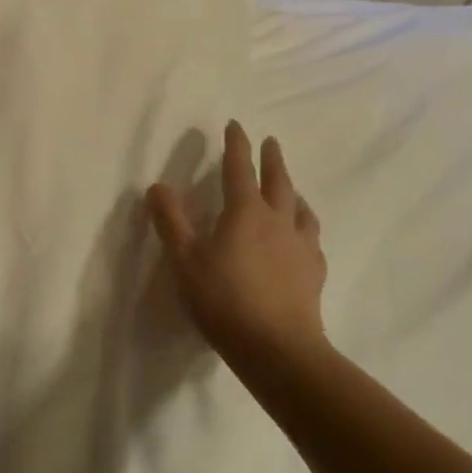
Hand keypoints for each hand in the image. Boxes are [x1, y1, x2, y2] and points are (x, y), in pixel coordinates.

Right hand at [147, 121, 328, 371]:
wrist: (277, 347)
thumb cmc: (224, 299)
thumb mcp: (184, 260)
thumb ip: (170, 221)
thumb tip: (158, 186)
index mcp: (245, 212)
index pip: (239, 169)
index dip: (235, 145)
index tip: (235, 125)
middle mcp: (277, 221)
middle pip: (278, 181)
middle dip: (272, 159)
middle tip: (271, 142)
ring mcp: (301, 246)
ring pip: (300, 208)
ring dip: (292, 190)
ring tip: (291, 188)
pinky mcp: (314, 271)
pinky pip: (311, 237)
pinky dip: (304, 225)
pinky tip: (302, 236)